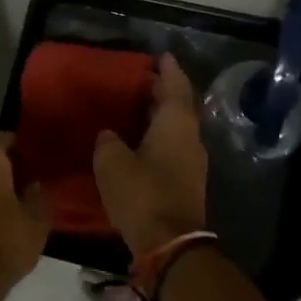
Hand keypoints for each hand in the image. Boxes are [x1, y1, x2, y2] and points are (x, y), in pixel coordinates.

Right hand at [93, 53, 207, 257]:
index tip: (161, 55)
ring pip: (177, 128)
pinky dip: (159, 137)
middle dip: (163, 91)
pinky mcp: (187, 183)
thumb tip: (110, 135)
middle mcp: (190, 138)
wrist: (170, 245)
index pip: (176, 86)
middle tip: (142, 79)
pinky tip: (140, 141)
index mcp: (176, 124)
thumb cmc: (142, 194)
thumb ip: (108, 141)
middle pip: (179, 106)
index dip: (168, 70)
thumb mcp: (111, 162)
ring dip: (161, 116)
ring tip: (138, 108)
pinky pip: (174, 147)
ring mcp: (192, 163)